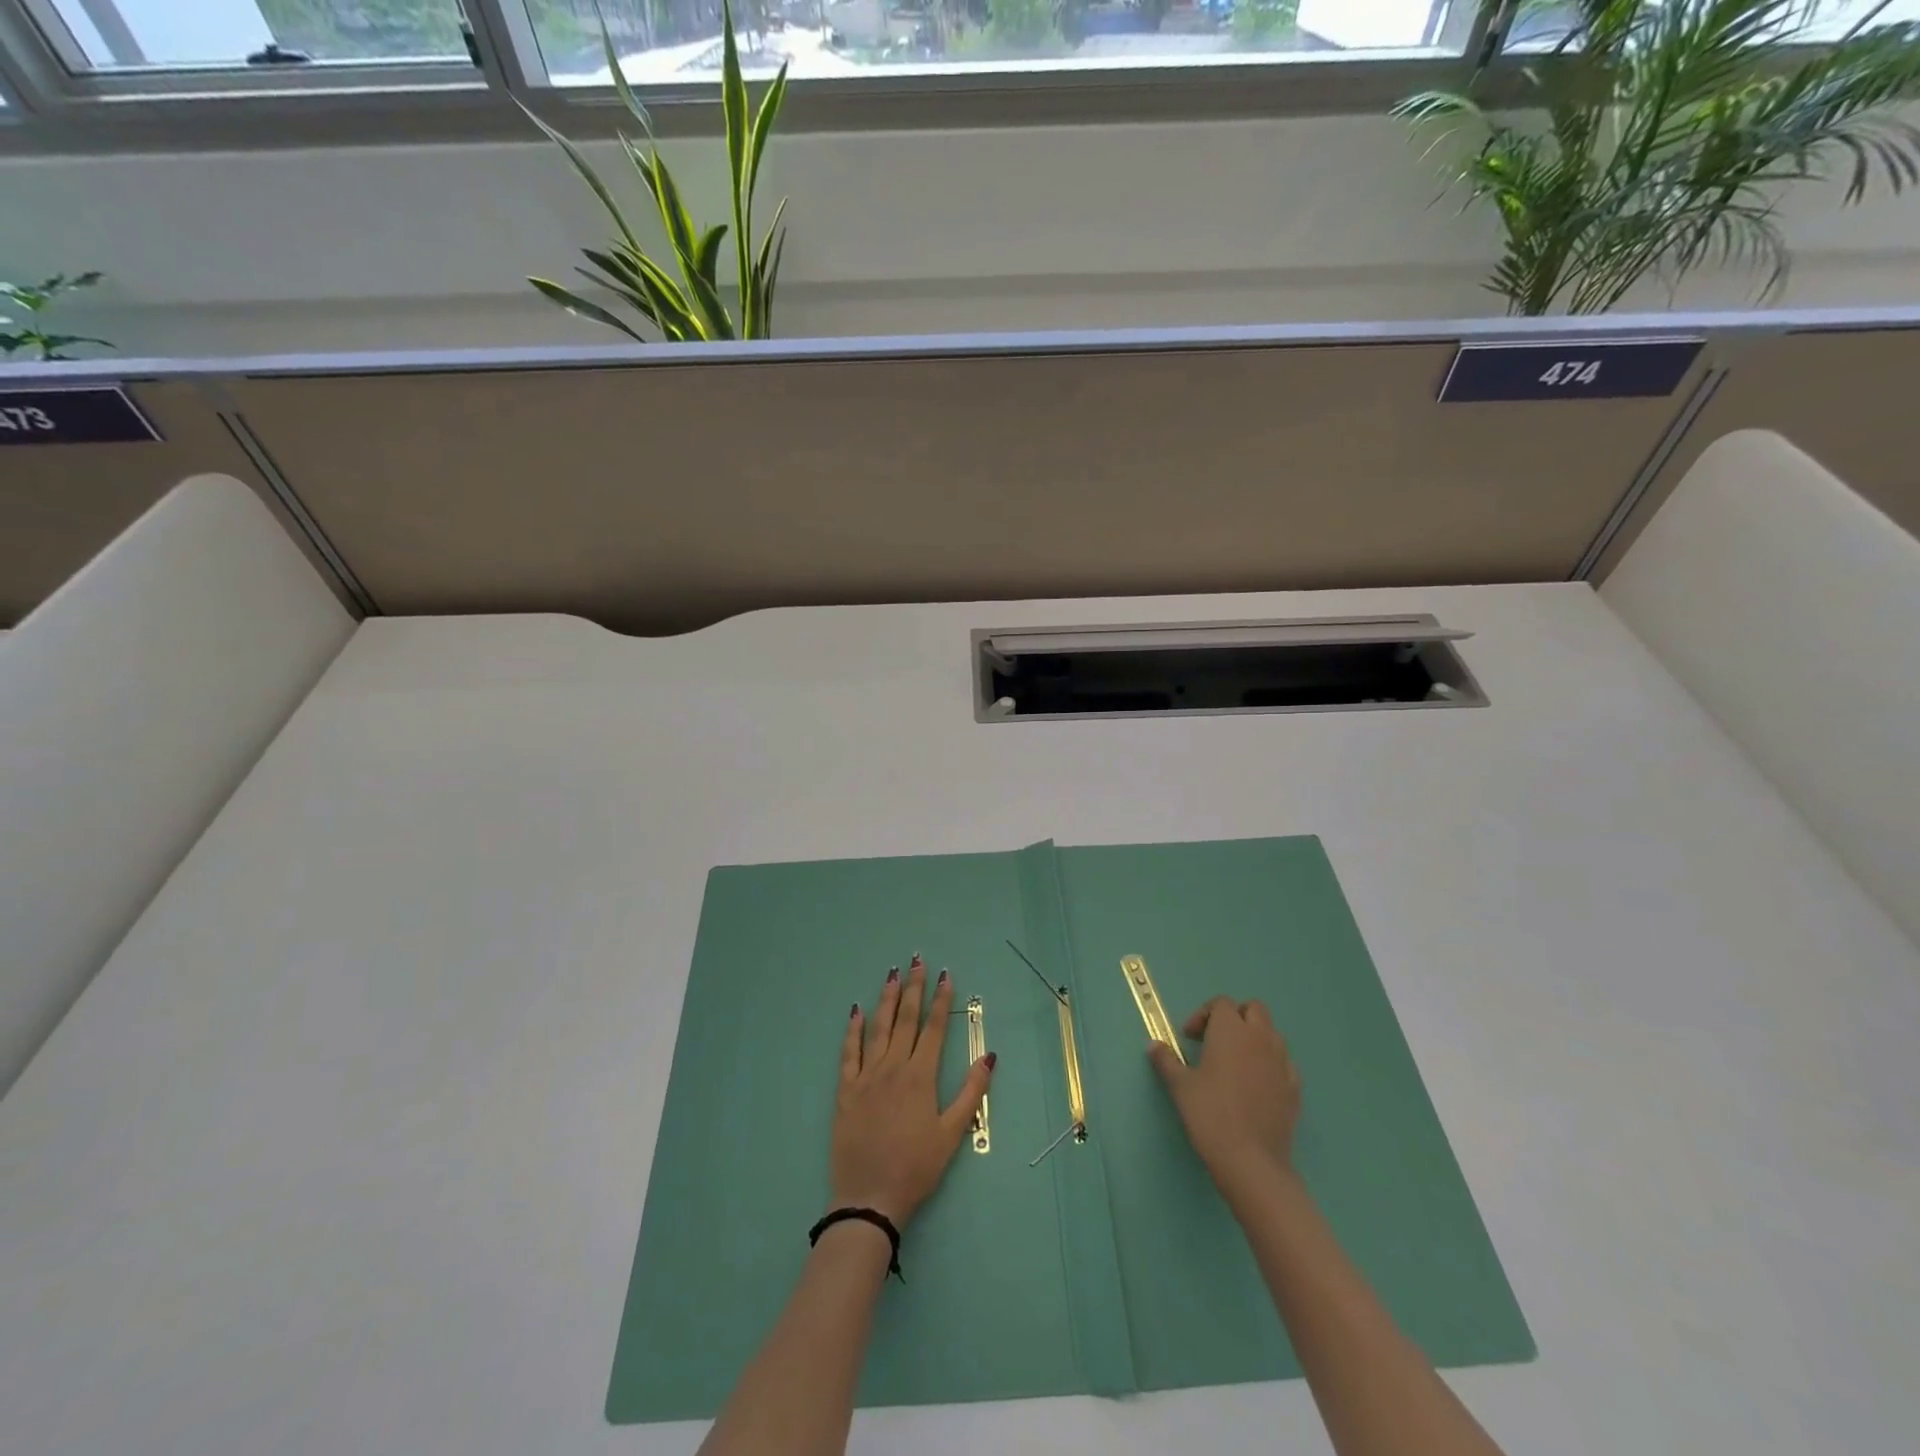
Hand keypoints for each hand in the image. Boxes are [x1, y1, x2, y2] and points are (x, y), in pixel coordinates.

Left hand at [830, 956, 995, 1227]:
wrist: (869, 1197)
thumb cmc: (916, 1168)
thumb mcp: (952, 1134)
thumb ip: (971, 1093)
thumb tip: (988, 1056)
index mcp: (920, 1077)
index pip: (932, 1029)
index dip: (940, 1000)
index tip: (945, 975)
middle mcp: (893, 1068)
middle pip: (905, 1020)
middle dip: (913, 988)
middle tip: (917, 960)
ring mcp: (866, 1077)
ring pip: (878, 1028)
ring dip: (886, 999)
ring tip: (892, 974)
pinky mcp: (846, 1090)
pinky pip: (849, 1053)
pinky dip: (853, 1030)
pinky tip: (856, 1011)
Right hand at [1149, 996, 1301, 1195]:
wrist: (1251, 1160)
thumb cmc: (1209, 1114)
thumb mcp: (1179, 1085)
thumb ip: (1166, 1060)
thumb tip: (1153, 1046)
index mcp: (1230, 1030)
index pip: (1221, 1003)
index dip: (1204, 1015)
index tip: (1190, 1038)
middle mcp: (1260, 1038)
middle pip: (1253, 1009)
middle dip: (1235, 1017)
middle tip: (1216, 1040)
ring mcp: (1282, 1061)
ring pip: (1271, 1034)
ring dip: (1254, 1038)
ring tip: (1235, 1063)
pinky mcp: (1295, 1087)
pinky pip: (1283, 1062)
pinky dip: (1270, 1063)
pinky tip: (1255, 1086)